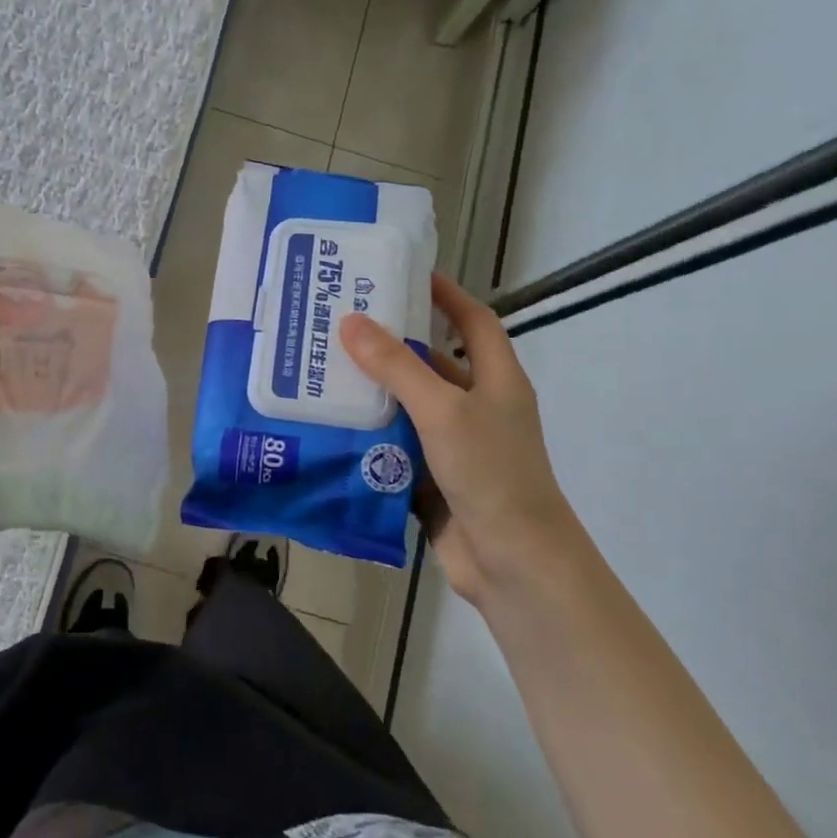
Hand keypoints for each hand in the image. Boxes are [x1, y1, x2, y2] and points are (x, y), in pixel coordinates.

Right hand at [340, 273, 591, 608]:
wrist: (514, 563)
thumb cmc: (490, 473)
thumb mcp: (442, 410)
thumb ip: (397, 367)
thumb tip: (352, 321)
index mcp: (496, 380)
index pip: (473, 320)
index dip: (445, 294)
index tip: (403, 274)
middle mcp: (478, 406)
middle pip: (433, 363)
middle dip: (391, 345)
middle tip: (340, 324)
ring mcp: (455, 445)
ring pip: (408, 407)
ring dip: (373, 393)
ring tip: (322, 370)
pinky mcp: (433, 478)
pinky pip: (396, 446)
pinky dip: (369, 436)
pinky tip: (331, 425)